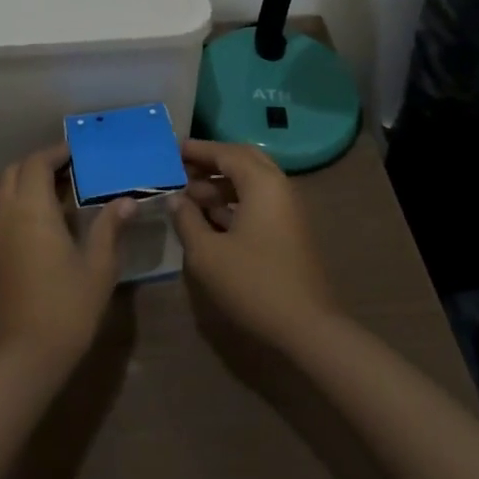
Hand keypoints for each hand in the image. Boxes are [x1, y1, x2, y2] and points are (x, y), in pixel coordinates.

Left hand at [0, 146, 134, 369]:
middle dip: (39, 164)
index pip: (37, 163)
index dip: (56, 152)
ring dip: (29, 184)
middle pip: (15, 172)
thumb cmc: (66, 308)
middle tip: (69, 169)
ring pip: (6, 193)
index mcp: (31, 209)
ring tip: (63, 194)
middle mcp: (7, 215)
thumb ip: (110, 228)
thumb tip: (127, 201)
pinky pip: (4, 215)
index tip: (78, 152)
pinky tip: (50, 226)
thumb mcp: (98, 267)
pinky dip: (22, 206)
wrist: (21, 360)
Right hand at [171, 139, 338, 350]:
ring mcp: (287, 209)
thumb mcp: (207, 254)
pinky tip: (210, 218)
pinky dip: (234, 202)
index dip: (197, 150)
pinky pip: (258, 202)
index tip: (171, 150)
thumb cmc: (253, 284)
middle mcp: (278, 186)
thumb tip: (175, 199)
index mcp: (262, 182)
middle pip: (242, 160)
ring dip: (221, 184)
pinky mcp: (289, 230)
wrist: (307, 328)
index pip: (225, 152)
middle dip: (211, 162)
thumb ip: (187, 220)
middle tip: (182, 169)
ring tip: (189, 197)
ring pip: (251, 182)